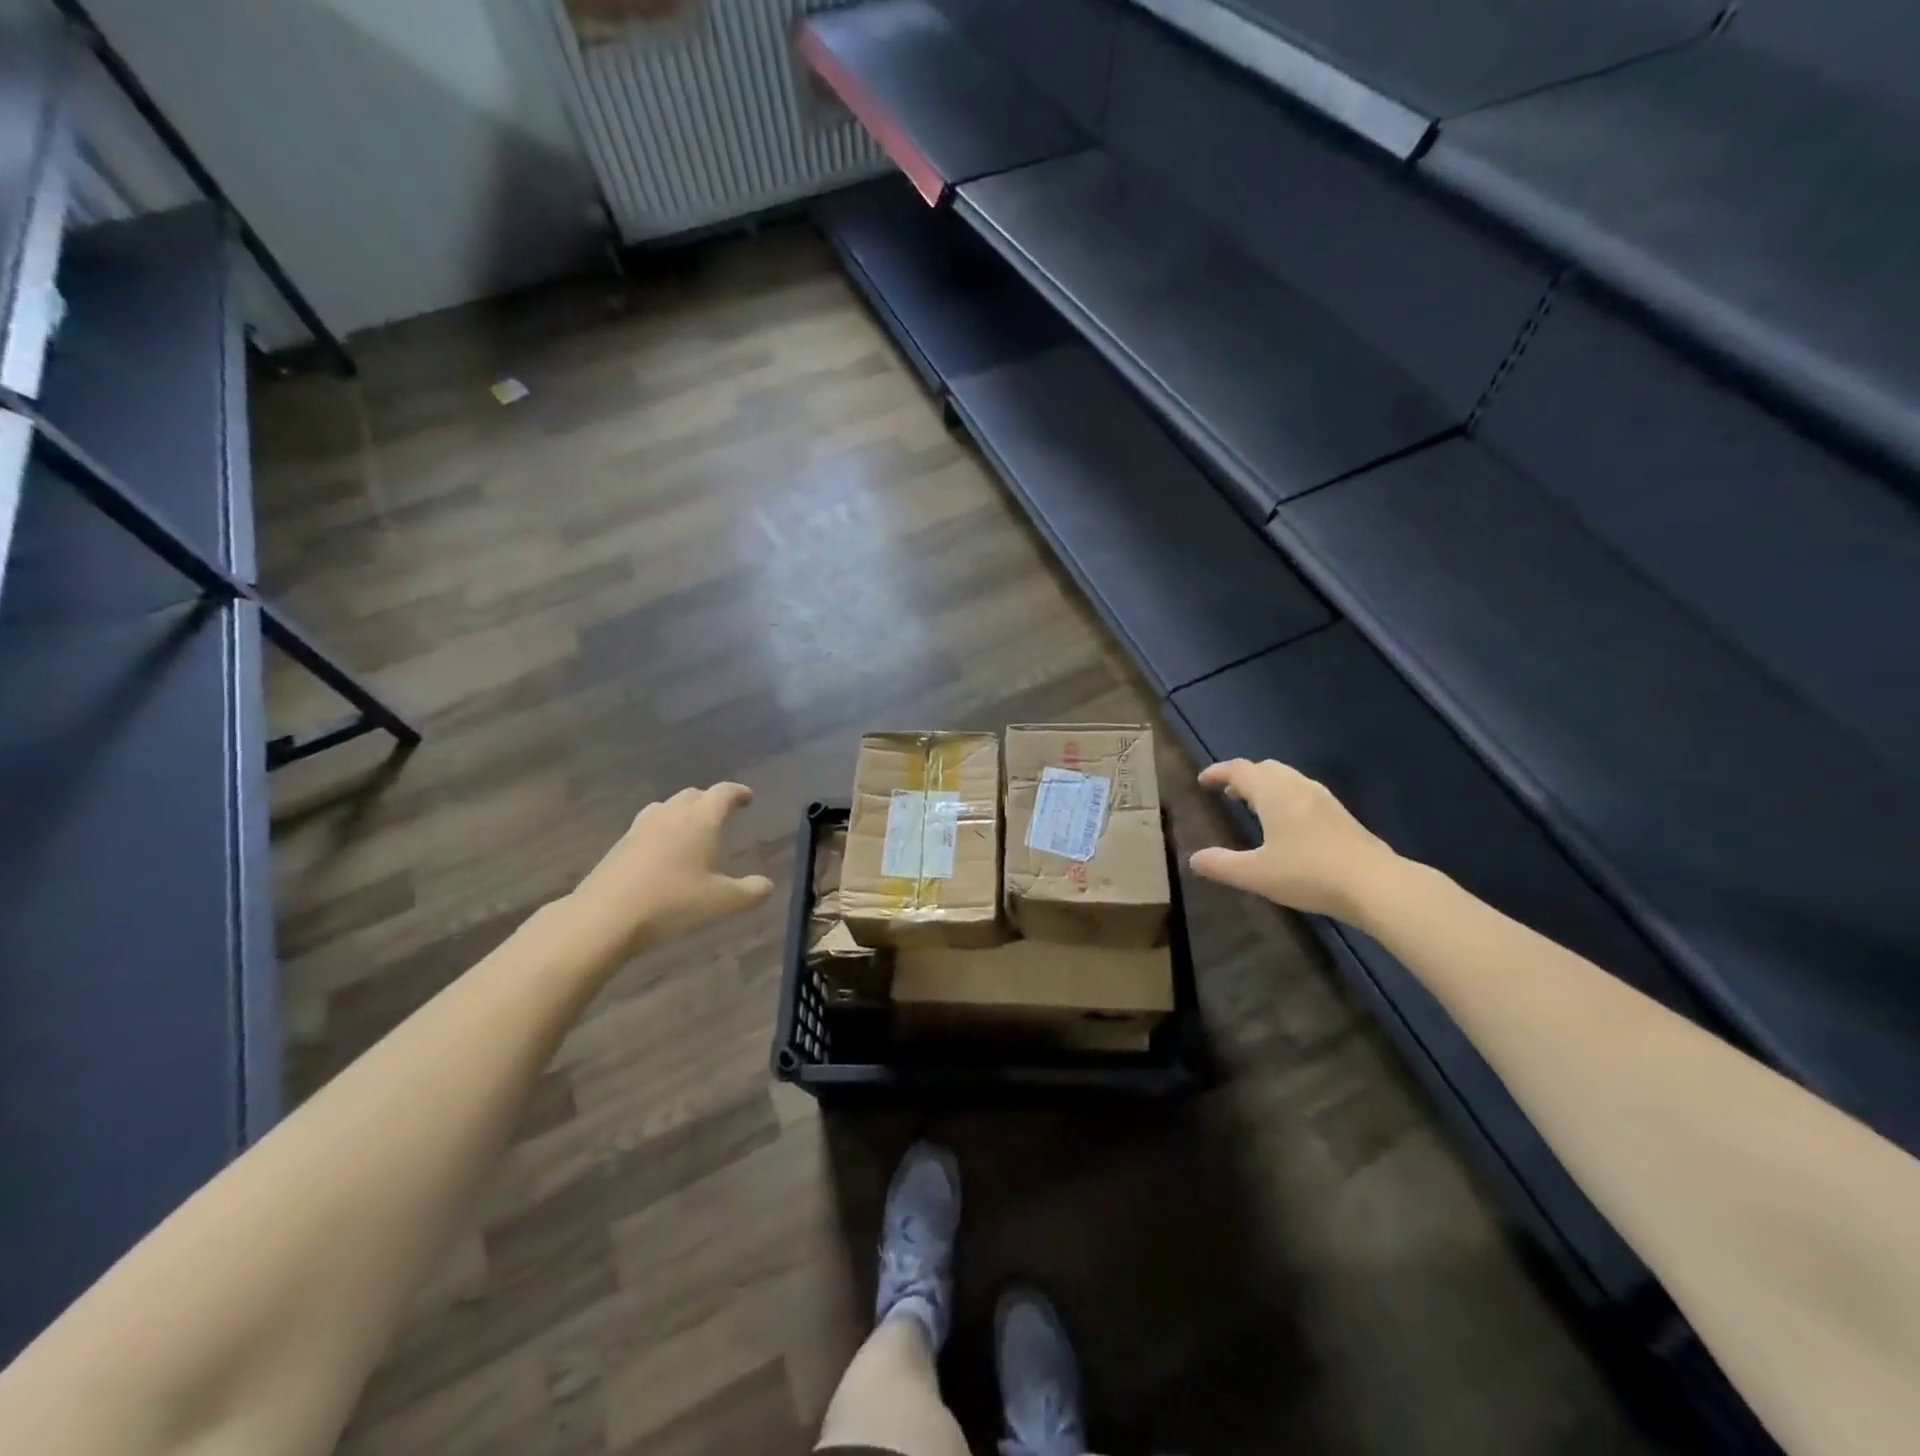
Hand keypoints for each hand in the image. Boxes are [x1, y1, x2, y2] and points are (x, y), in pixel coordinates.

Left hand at [568, 783, 774, 955]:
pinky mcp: (620, 845)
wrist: (604, 916)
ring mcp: (641, 827)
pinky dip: (662, 829)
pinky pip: (648, 825)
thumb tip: (767, 885)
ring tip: (691, 828)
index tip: (747, 797)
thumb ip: (748, 892)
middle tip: (721, 813)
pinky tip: (662, 852)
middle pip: (693, 794)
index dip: (737, 793)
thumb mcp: (719, 902)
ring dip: (683, 811)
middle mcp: (671, 815)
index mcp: (700, 820)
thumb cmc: (671, 902)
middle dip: (710, 800)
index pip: (722, 793)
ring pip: (667, 807)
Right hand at [1190, 759, 1398, 921]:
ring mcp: (1324, 800)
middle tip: (1228, 792)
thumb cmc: (1309, 873)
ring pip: (1288, 779)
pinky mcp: (1341, 816)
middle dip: (1244, 777)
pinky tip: (1288, 824)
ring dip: (1266, 786)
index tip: (1203, 780)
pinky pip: (1303, 793)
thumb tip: (1194, 859)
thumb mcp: (1257, 874)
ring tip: (1254, 805)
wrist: (1376, 884)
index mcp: (1274, 794)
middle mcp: (1298, 788)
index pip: (1240, 770)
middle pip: (1266, 769)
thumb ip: (1222, 865)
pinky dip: (1285, 797)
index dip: (1218, 772)